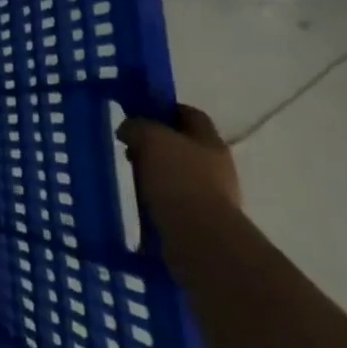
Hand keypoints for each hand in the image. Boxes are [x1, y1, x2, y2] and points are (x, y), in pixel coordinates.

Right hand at [117, 104, 240, 216]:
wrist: (199, 238)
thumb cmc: (178, 179)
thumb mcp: (151, 138)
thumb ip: (137, 126)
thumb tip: (129, 130)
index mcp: (210, 141)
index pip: (190, 114)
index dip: (165, 109)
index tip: (139, 113)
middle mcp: (217, 166)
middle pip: (184, 145)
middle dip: (157, 145)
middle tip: (130, 148)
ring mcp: (212, 196)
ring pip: (178, 174)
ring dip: (156, 174)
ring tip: (131, 178)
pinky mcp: (201, 221)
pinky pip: (174, 202)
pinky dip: (158, 200)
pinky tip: (140, 202)